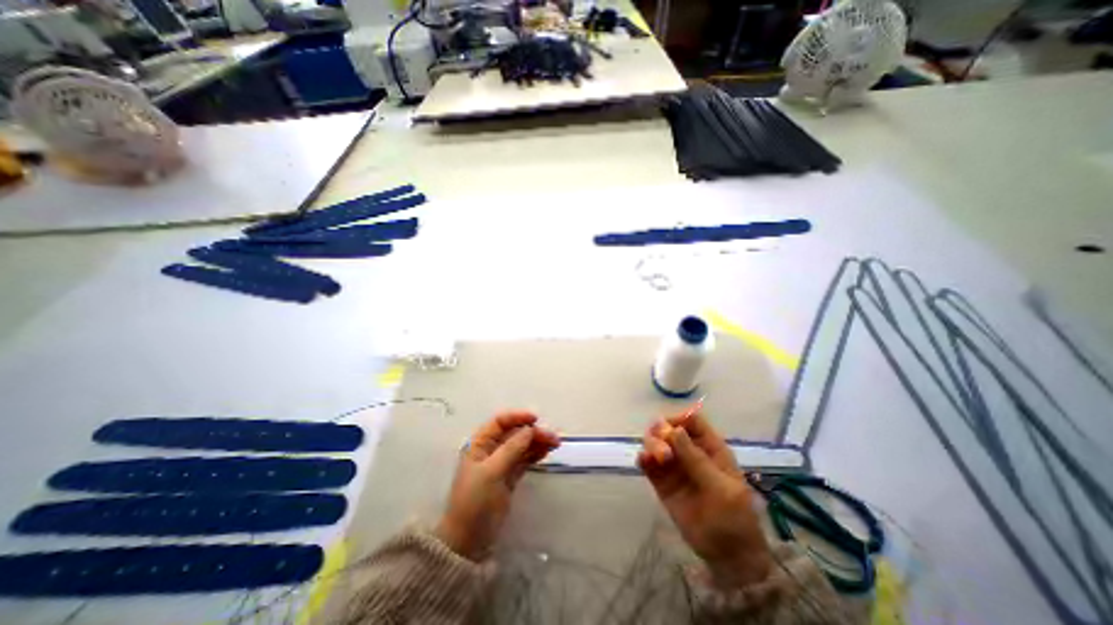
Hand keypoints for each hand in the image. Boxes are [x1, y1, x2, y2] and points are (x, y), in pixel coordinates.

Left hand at [431, 410, 556, 560]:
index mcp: (480, 444)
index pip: (500, 421)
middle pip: (514, 433)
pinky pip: (525, 459)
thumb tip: (530, 429)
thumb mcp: (492, 472)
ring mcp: (501, 463)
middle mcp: (491, 449)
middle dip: (533, 431)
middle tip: (553, 437)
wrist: (468, 541)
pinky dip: (536, 453)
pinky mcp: (509, 476)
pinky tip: (547, 451)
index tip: (536, 418)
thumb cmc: (475, 502)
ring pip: (522, 445)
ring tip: (556, 443)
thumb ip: (512, 449)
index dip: (518, 416)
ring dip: (538, 441)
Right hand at [639, 412, 769, 587]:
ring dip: (652, 445)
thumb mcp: (720, 487)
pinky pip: (648, 464)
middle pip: (669, 428)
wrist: (728, 556)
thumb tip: (674, 429)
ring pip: (656, 443)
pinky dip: (643, 458)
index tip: (669, 430)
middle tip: (663, 451)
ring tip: (657, 460)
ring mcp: (674, 466)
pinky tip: (643, 462)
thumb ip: (696, 459)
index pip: (691, 421)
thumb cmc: (733, 517)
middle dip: (661, 433)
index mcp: (710, 448)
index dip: (678, 420)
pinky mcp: (661, 482)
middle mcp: (689, 452)